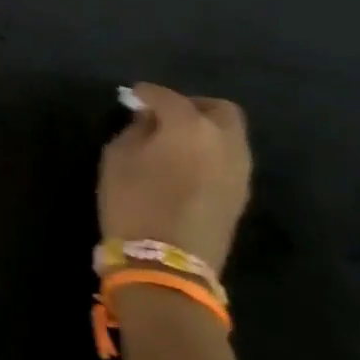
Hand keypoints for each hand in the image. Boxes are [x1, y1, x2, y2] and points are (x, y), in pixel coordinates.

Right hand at [98, 83, 250, 274]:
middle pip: (217, 109)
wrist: (168, 265)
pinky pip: (229, 160)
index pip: (166, 96)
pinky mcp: (241, 196)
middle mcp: (223, 141)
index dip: (146, 93)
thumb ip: (136, 130)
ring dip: (205, 132)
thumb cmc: (134, 202)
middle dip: (191, 106)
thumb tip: (148, 120)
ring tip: (175, 143)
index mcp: (189, 125)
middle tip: (165, 116)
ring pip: (229, 136)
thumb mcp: (118, 157)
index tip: (131, 97)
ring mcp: (239, 170)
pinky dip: (211, 154)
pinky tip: (187, 165)